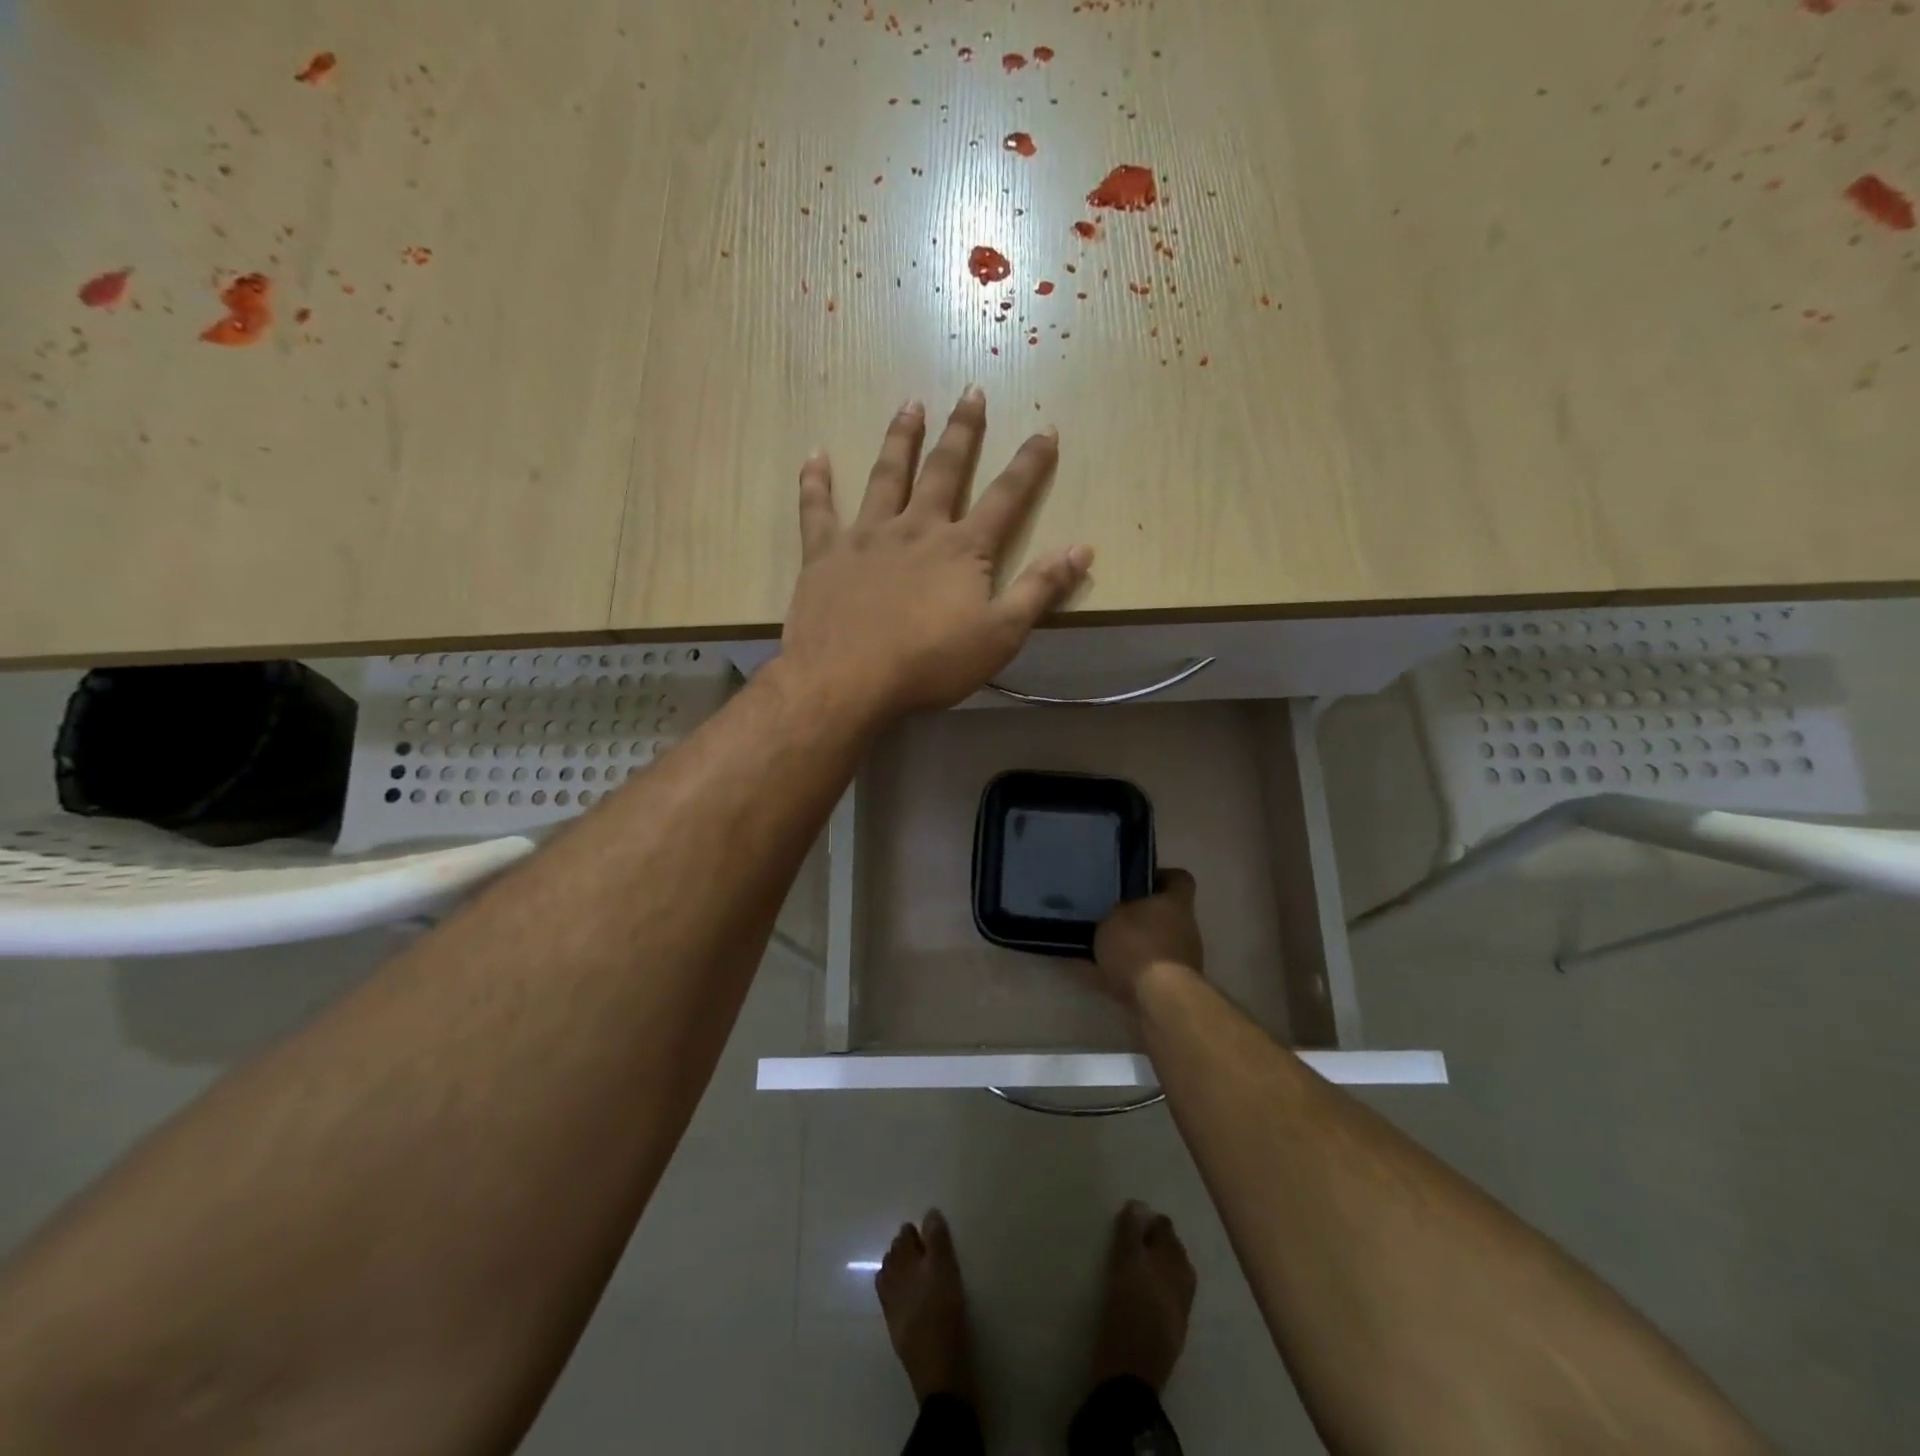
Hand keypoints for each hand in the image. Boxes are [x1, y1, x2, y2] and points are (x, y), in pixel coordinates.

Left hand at [779, 388, 1093, 721]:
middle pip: (943, 470)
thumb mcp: (1000, 635)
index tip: (1046, 430)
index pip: (1005, 497)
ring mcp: (866, 536)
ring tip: (909, 404)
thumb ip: (1039, 589)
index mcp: (961, 548)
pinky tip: (815, 455)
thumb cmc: (930, 663)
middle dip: (962, 431)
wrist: (848, 680)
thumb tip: (1081, 549)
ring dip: (900, 438)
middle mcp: (915, 527)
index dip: (1029, 464)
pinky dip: (816, 482)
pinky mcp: (824, 554)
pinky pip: (818, 509)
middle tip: (971, 392)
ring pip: (886, 475)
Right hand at [1092, 869, 1203, 1007]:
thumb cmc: (1138, 944)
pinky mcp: (1168, 988)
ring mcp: (1180, 960)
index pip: (1179, 879)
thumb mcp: (1114, 916)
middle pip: (1163, 915)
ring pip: (1150, 945)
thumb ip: (1114, 911)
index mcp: (1176, 903)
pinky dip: (1114, 972)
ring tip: (1092, 945)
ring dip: (1128, 946)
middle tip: (1106, 913)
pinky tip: (1085, 970)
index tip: (1136, 880)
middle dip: (1138, 916)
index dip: (1160, 876)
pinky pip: (1136, 973)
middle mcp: (1184, 929)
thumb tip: (1112, 910)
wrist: (1158, 999)